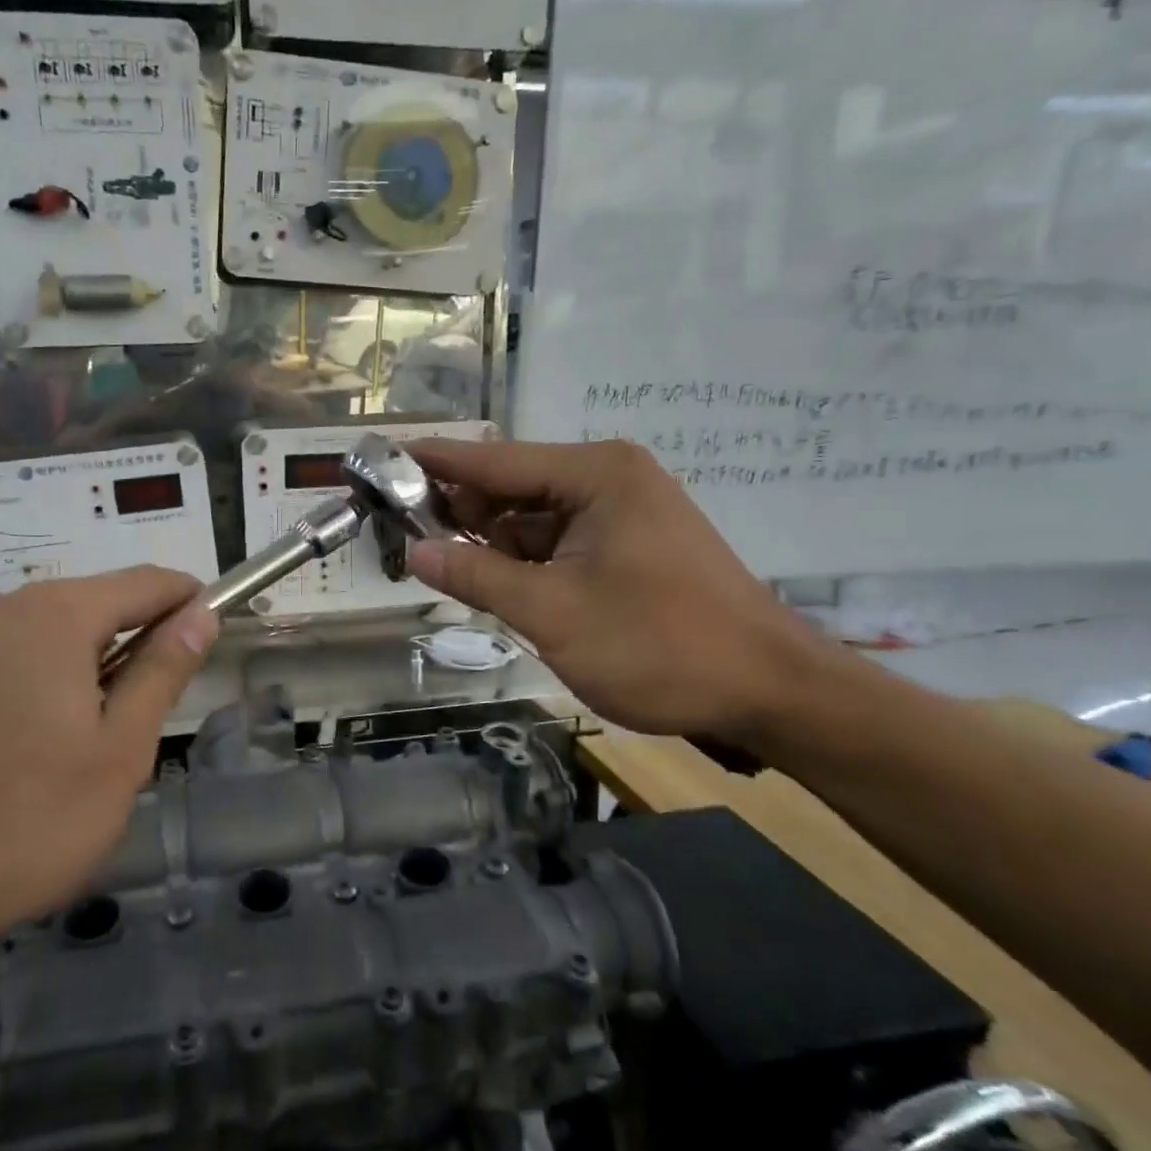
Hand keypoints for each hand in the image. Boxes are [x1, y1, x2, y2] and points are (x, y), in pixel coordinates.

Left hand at [0, 567, 218, 991]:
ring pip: (36, 639)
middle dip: (127, 645)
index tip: (210, 634)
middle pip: (88, 607)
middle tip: (139, 720)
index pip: (146, 583)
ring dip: (72, 672)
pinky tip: (5, 760)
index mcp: (55, 615)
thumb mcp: (118, 754)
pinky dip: (20, 691)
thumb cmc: (20, 825)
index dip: (187, 602)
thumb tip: (200, 615)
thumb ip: (162, 673)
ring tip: (72, 749)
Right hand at [406, 438, 831, 741]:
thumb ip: (477, 577)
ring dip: (490, 541)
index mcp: (596, 475)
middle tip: (400, 532)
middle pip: (512, 485)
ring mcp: (624, 511)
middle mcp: (609, 478)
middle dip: (459, 509)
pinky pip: (559, 541)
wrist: (769, 691)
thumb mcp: (553, 613)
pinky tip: (491, 581)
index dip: (433, 463)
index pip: (493, 461)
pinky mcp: (630, 544)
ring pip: (533, 517)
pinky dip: (523, 560)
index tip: (381, 459)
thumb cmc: (660, 646)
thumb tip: (414, 552)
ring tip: (437, 562)